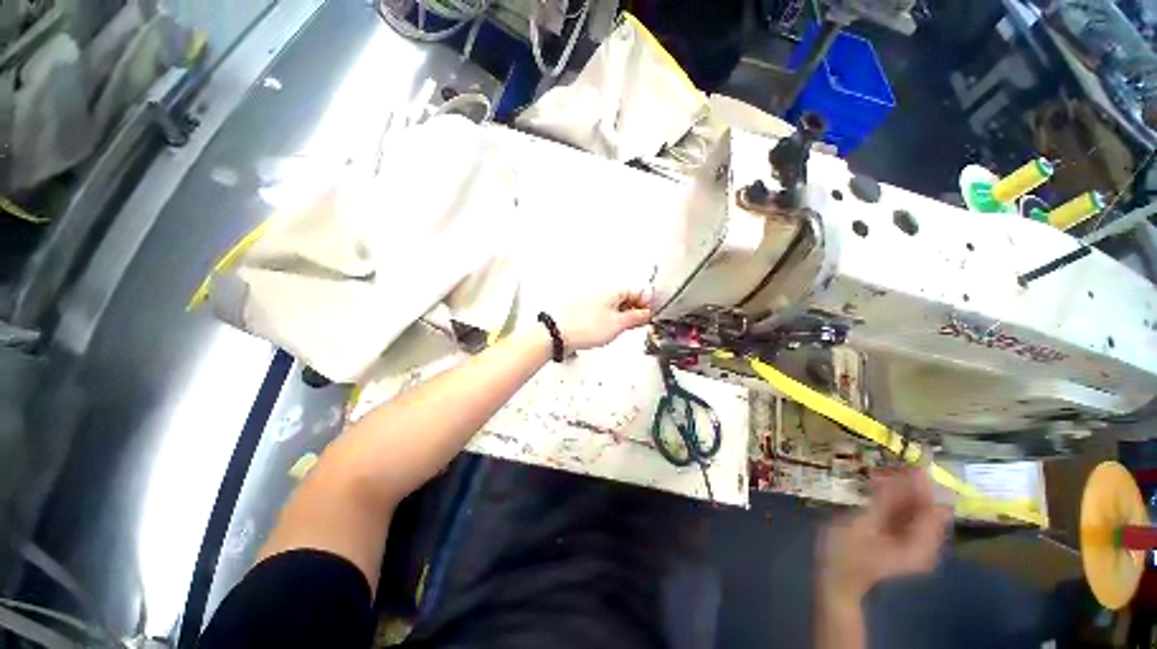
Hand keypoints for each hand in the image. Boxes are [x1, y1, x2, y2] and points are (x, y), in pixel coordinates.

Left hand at [555, 290, 651, 350]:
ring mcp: (593, 301)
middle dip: (636, 311)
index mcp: (613, 291)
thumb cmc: (583, 326)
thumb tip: (647, 313)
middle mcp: (603, 292)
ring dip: (623, 316)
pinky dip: (611, 320)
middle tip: (640, 324)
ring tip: (623, 329)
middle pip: (627, 298)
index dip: (648, 304)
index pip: (639, 292)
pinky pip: (604, 312)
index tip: (652, 316)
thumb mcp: (618, 324)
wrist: (557, 333)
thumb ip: (636, 318)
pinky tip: (609, 330)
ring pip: (615, 306)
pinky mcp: (585, 311)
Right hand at [818, 468, 949, 603]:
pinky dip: (892, 497)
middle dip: (911, 483)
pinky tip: (875, 485)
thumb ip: (885, 500)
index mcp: (922, 545)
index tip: (911, 459)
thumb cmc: (845, 554)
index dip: (926, 483)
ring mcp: (913, 540)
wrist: (835, 579)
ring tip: (878, 472)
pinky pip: (903, 511)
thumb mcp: (862, 525)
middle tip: (888, 463)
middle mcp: (925, 542)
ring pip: (914, 506)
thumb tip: (905, 473)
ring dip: (899, 488)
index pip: (935, 506)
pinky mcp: (900, 537)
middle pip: (926, 505)